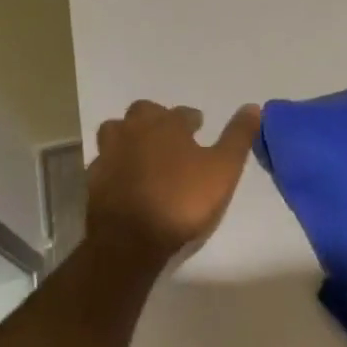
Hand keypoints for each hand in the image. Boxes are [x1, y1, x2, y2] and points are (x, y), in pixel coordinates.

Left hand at [85, 100, 261, 267]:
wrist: (131, 240)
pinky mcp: (93, 180)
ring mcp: (110, 155)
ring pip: (115, 131)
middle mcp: (135, 131)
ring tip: (143, 151)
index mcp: (167, 125)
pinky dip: (114, 164)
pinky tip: (123, 178)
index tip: (199, 128)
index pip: (182, 113)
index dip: (192, 120)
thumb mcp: (223, 169)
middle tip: (169, 136)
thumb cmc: (182, 200)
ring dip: (129, 136)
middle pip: (143, 112)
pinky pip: (103, 162)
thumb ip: (238, 136)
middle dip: (156, 119)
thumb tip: (253, 106)